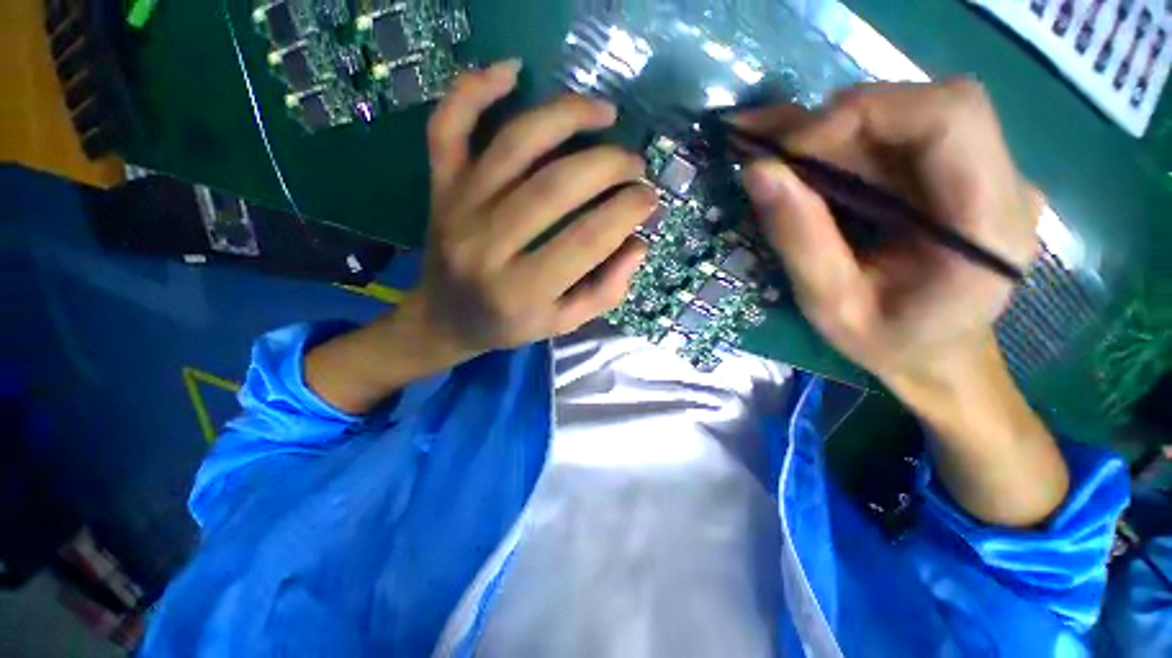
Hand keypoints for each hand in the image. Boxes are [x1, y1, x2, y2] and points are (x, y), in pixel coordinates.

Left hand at [407, 59, 654, 358]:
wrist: (445, 317)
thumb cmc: (510, 323)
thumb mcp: (564, 323)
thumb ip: (605, 291)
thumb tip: (638, 243)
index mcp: (523, 290)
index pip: (587, 239)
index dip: (628, 210)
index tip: (649, 197)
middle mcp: (488, 245)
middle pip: (557, 186)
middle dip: (610, 166)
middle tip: (634, 164)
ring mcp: (458, 208)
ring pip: (515, 143)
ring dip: (568, 116)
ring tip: (604, 113)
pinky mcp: (439, 185)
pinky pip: (449, 124)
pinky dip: (476, 87)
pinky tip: (513, 72)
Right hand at [740, 80, 1039, 390]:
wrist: (939, 356)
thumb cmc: (890, 344)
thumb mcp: (831, 306)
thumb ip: (799, 239)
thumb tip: (758, 170)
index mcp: (988, 225)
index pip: (950, 116)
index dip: (865, 113)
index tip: (793, 150)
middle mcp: (1000, 182)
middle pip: (921, 106)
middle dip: (836, 125)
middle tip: (772, 156)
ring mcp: (982, 171)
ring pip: (902, 116)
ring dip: (830, 134)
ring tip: (773, 161)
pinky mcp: (955, 172)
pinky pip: (894, 137)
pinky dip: (840, 144)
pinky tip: (798, 163)